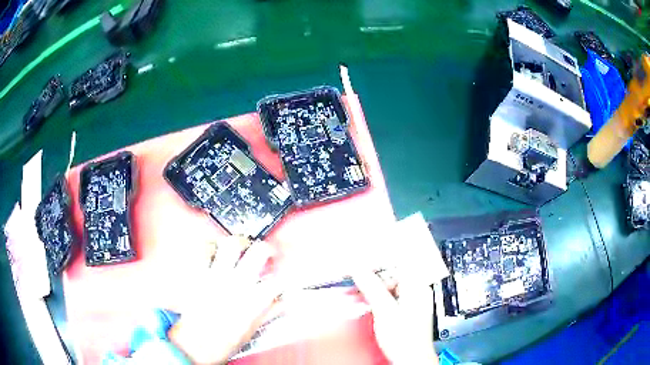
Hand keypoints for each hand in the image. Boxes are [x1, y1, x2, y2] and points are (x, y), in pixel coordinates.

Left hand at [169, 237, 279, 363]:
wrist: (195, 344)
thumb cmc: (225, 342)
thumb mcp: (252, 330)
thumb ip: (269, 313)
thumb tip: (283, 302)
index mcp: (253, 300)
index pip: (278, 280)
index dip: (284, 276)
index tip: (281, 276)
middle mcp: (237, 284)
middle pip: (258, 252)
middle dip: (266, 249)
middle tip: (264, 253)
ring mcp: (216, 277)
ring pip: (230, 245)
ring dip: (237, 244)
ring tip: (239, 250)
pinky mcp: (199, 275)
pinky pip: (203, 253)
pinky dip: (209, 249)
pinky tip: (213, 256)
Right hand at [352, 270, 437, 364]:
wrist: (410, 358)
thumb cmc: (405, 339)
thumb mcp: (384, 310)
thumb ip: (372, 287)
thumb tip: (359, 269)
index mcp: (418, 287)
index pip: (398, 264)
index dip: (378, 262)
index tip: (361, 264)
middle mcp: (417, 291)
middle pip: (392, 276)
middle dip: (371, 279)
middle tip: (354, 281)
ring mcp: (412, 301)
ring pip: (389, 287)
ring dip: (370, 290)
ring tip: (354, 293)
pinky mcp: (405, 311)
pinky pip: (389, 298)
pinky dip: (375, 299)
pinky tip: (364, 302)